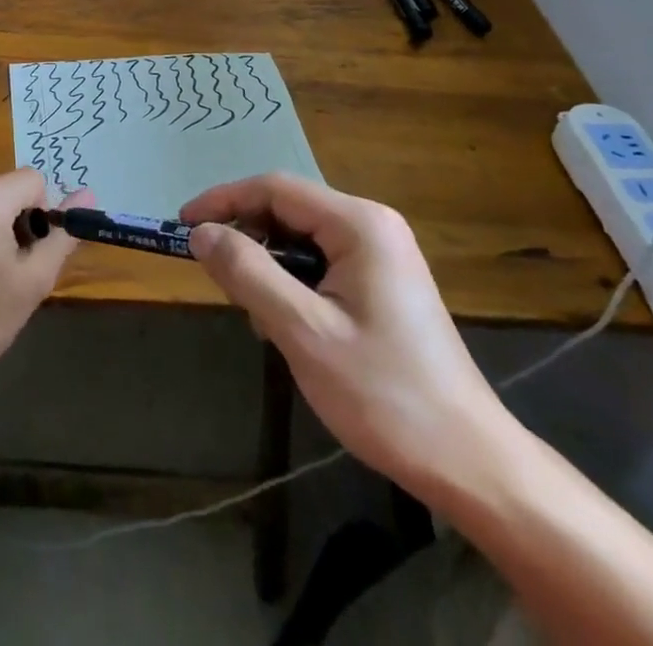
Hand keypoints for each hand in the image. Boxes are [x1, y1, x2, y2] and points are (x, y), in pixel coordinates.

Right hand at [182, 174, 512, 495]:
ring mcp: (382, 254)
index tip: (182, 225)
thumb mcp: (304, 332)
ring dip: (269, 267)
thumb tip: (200, 232)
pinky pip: (322, 263)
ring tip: (256, 315)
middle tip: (217, 280)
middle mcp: (372, 225)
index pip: (274, 188)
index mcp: (359, 223)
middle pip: (288, 210)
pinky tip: (288, 326)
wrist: (471, 463)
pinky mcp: (384, 283)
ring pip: (302, 239)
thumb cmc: (385, 394)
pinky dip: (293, 284)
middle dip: (247, 238)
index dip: (223, 201)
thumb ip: (248, 273)